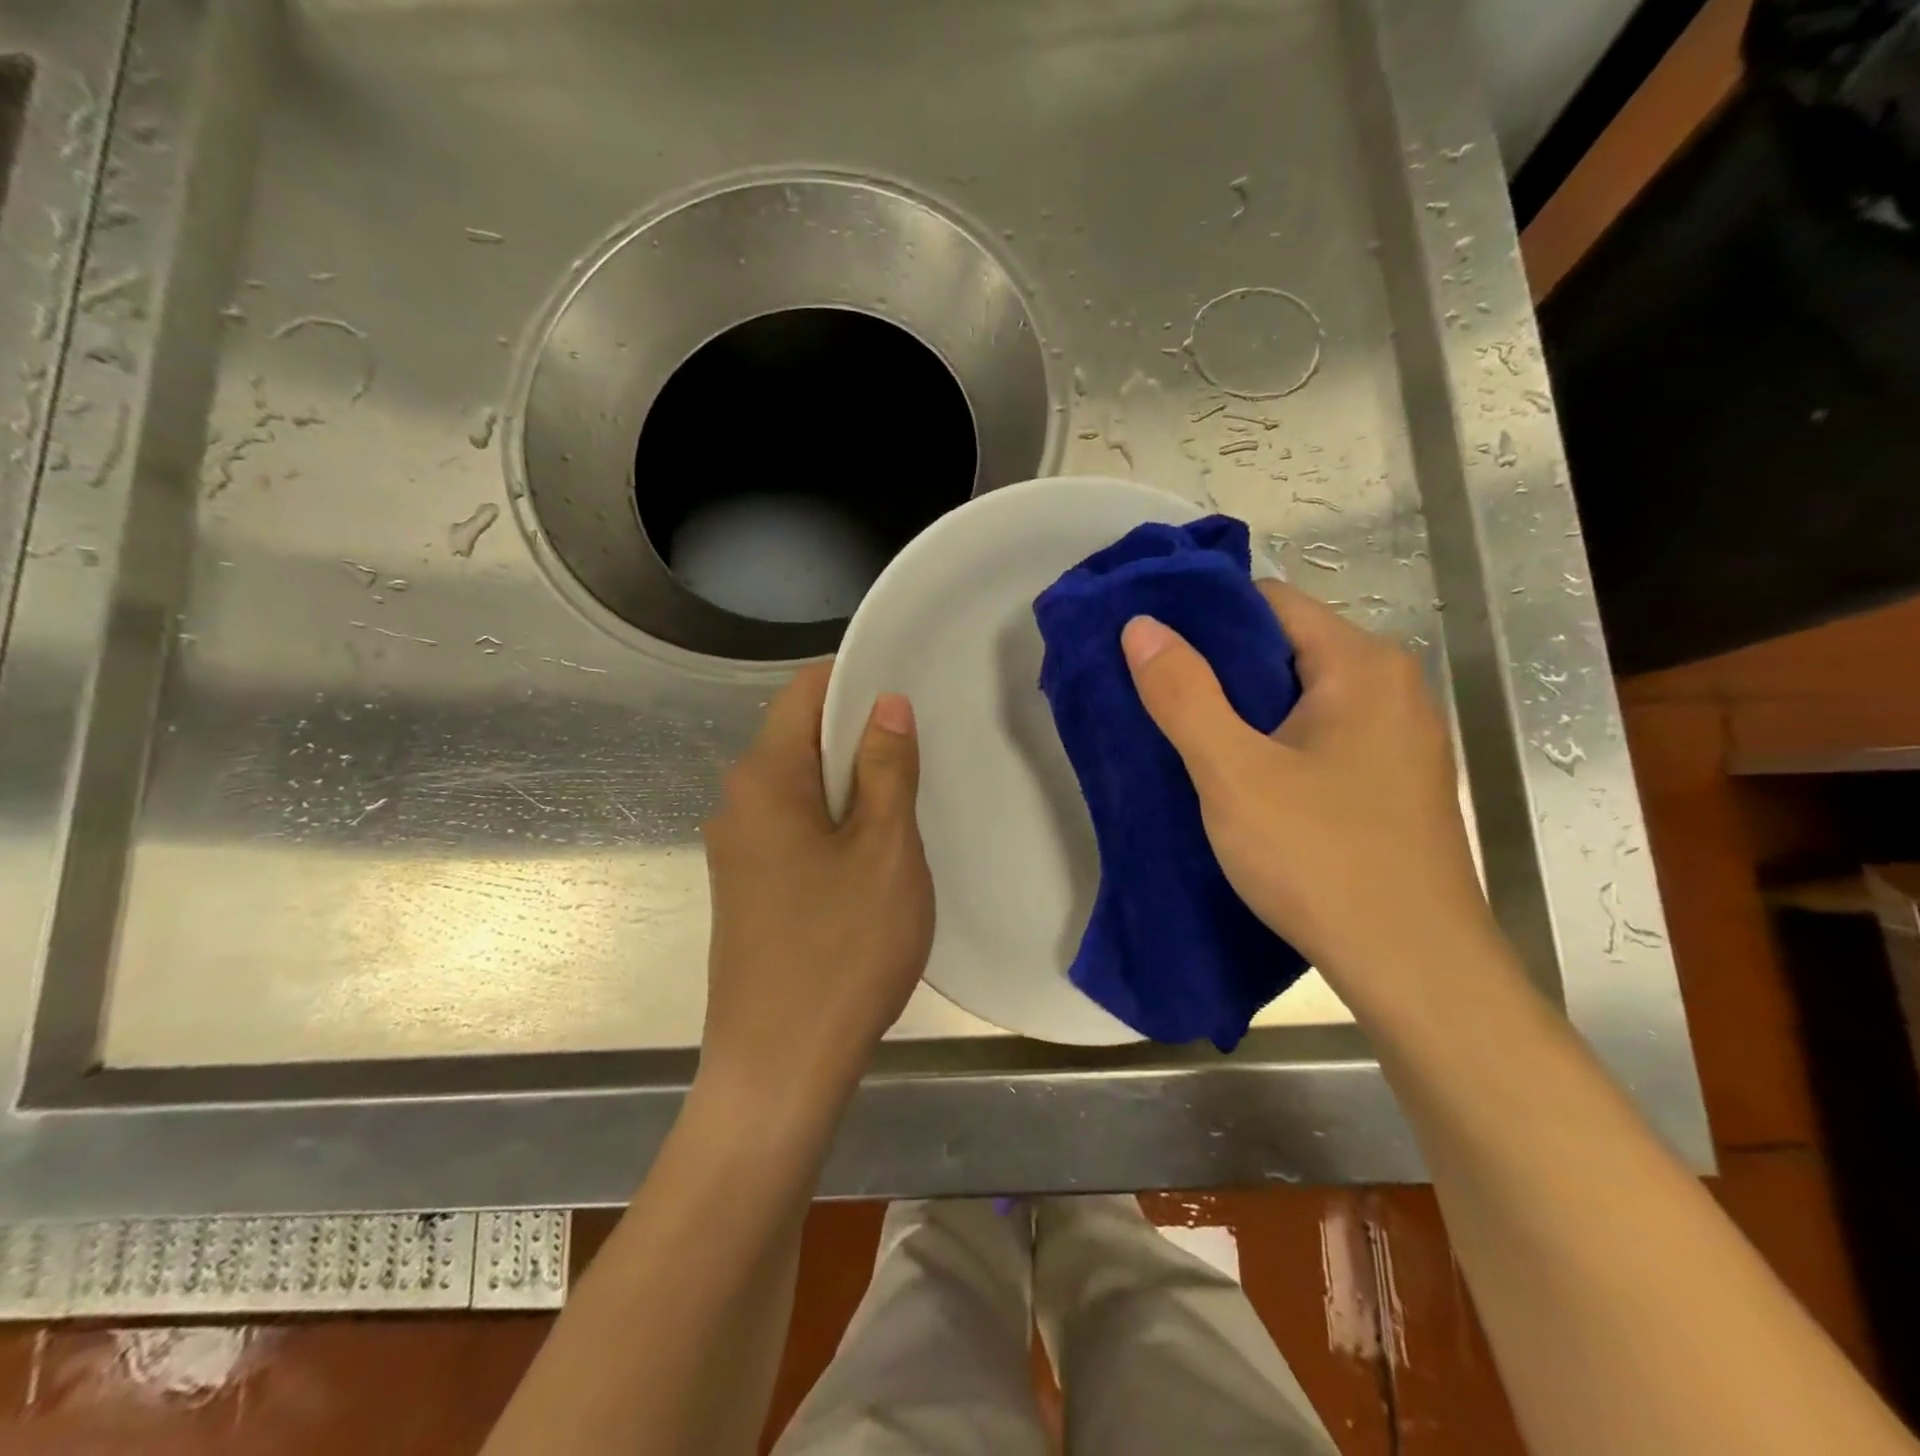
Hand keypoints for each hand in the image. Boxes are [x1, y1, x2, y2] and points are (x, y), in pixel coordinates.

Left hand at [699, 663, 933, 1115]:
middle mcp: (737, 802)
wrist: (779, 1068)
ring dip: (851, 782)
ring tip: (908, 799)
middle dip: (859, 733)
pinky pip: (793, 827)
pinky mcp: (746, 888)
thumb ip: (886, 767)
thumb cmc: (841, 950)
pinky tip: (873, 852)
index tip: (909, 691)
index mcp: (765, 778)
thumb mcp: (884, 850)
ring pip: (800, 786)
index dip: (856, 678)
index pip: (805, 691)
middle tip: (923, 750)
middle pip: (800, 736)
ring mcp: (737, 849)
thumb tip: (886, 702)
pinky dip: (833, 821)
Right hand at [1120, 581, 1496, 1002]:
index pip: (1269, 602)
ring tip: (1182, 735)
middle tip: (1153, 694)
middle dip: (1217, 668)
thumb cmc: (1321, 858)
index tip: (1148, 643)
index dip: (1203, 617)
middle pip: (1284, 648)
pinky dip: (1272, 744)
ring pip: (1299, 698)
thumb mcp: (1233, 773)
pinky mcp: (1390, 784)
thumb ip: (1183, 694)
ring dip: (1241, 711)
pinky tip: (1235, 778)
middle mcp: (1391, 688)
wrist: (1415, 968)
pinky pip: (1318, 738)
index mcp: (1361, 665)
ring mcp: (1397, 739)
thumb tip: (1140, 624)